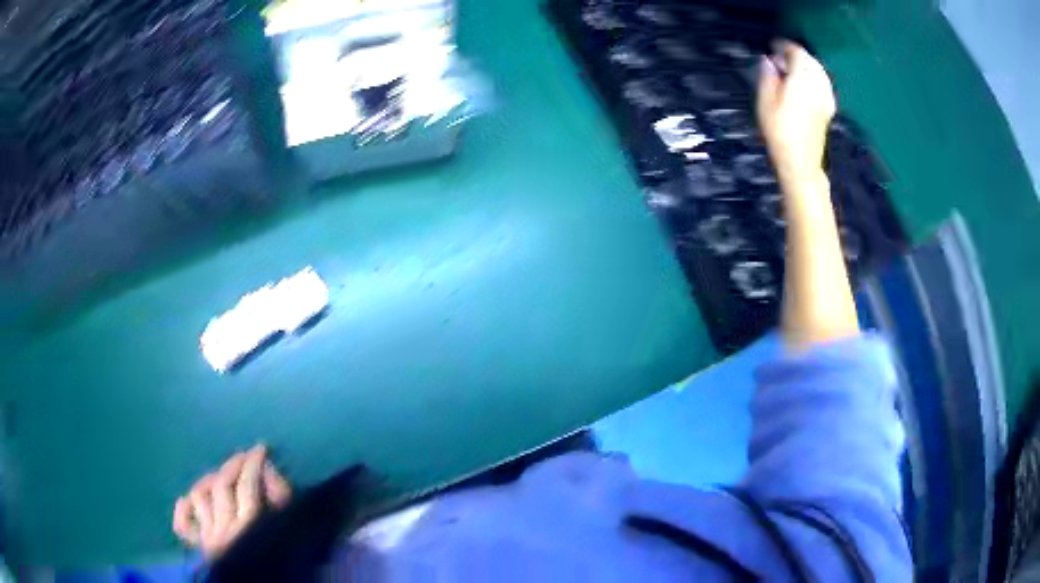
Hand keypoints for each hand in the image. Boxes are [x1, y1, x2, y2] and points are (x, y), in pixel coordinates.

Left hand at [172, 444, 291, 559]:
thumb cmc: (282, 558)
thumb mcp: (290, 529)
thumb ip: (282, 500)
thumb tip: (267, 470)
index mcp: (251, 527)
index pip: (247, 484)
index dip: (253, 462)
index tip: (261, 449)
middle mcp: (225, 529)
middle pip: (221, 485)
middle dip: (233, 465)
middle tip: (244, 456)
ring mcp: (209, 537)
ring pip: (199, 496)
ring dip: (210, 481)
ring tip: (222, 477)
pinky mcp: (202, 547)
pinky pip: (183, 526)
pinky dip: (183, 510)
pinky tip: (188, 500)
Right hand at [756, 41, 835, 185]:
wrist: (801, 161)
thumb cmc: (780, 130)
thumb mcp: (765, 100)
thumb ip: (767, 75)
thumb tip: (768, 60)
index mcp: (802, 77)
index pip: (796, 51)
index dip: (783, 46)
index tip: (772, 47)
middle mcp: (818, 84)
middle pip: (810, 60)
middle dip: (795, 56)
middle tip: (779, 60)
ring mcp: (826, 97)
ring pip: (818, 71)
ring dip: (805, 67)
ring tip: (790, 72)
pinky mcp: (828, 109)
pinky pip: (823, 84)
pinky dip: (814, 79)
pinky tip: (805, 85)